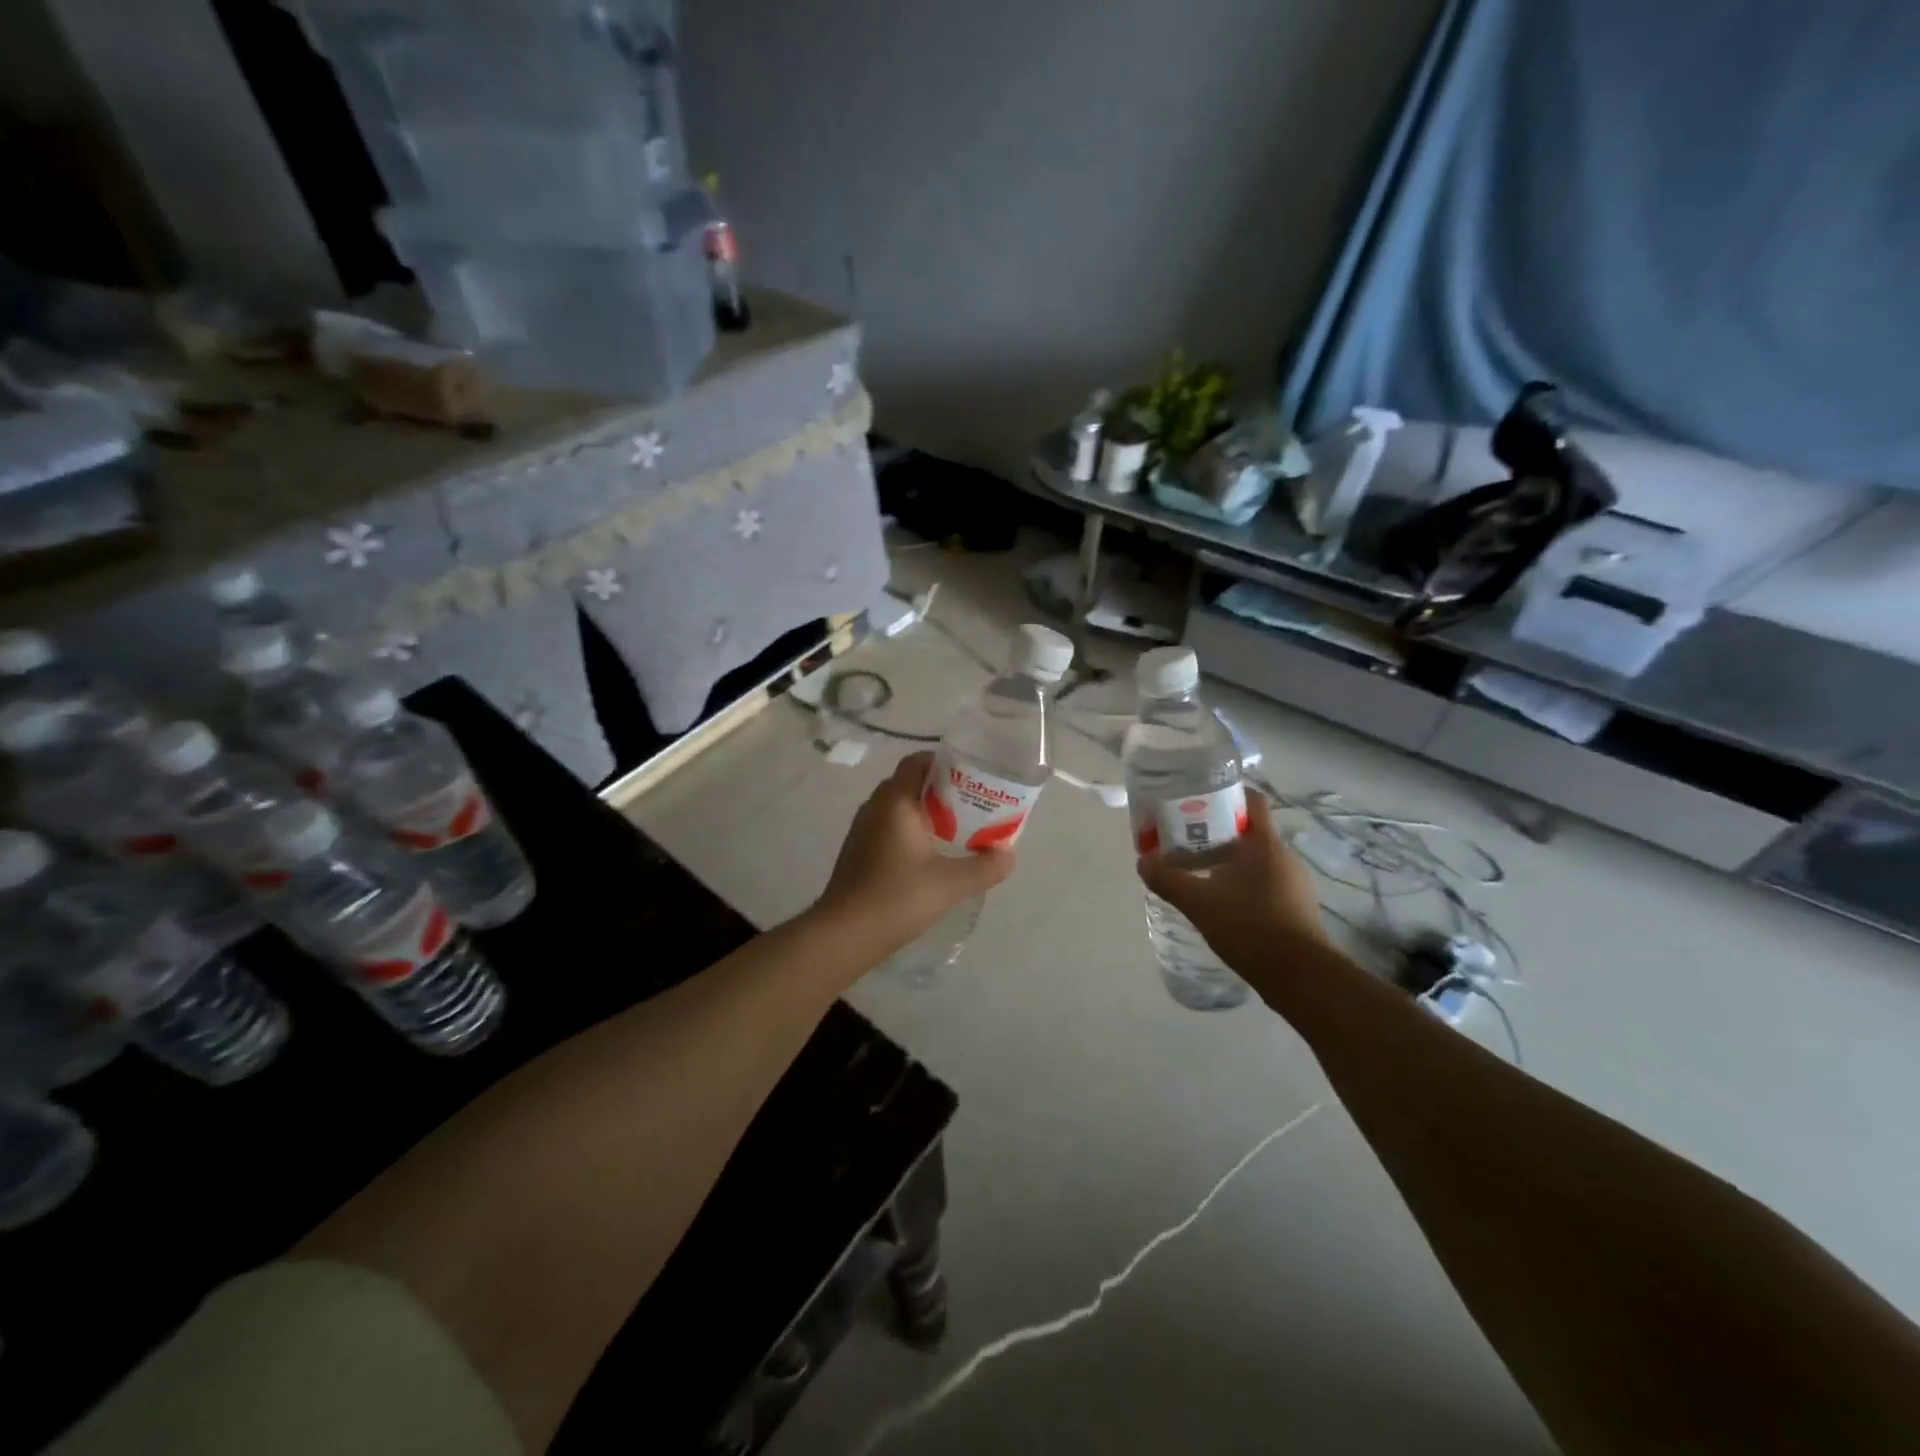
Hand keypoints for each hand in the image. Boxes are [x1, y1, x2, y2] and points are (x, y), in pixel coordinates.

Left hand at [815, 751, 1015, 961]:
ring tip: (959, 828)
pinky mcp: (859, 851)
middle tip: (973, 804)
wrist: (844, 934)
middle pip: (911, 783)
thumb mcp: (950, 883)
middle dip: (942, 789)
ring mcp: (863, 829)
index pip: (918, 762)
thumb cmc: (896, 898)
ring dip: (927, 812)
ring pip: (900, 807)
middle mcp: (875, 807)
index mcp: (895, 801)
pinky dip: (912, 830)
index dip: (945, 763)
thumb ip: (985, 867)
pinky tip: (931, 854)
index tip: (972, 776)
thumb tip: (1008, 854)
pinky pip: (890, 827)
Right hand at [1137, 792, 1327, 992]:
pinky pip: (1266, 883)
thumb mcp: (1198, 902)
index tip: (1199, 802)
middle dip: (1219, 833)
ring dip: (1231, 861)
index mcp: (1265, 844)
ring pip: (1258, 859)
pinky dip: (1244, 884)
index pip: (1252, 801)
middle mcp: (1284, 856)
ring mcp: (1295, 883)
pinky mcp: (1297, 907)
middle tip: (1187, 841)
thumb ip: (1168, 879)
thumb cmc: (1249, 927)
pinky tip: (1224, 903)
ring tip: (1201, 873)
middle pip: (1250, 831)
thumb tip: (1142, 862)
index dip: (1226, 795)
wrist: (1300, 976)